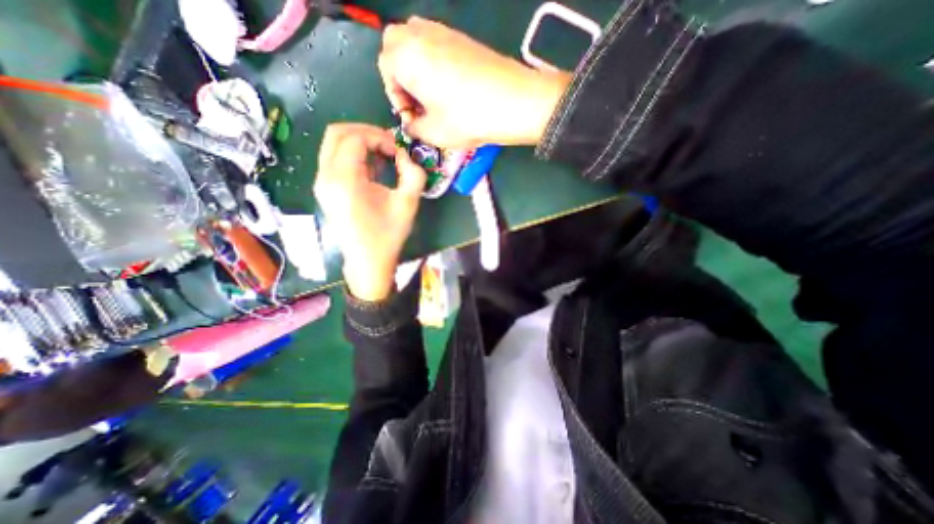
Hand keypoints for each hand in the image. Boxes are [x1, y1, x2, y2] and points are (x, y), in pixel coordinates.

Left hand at [316, 123, 427, 301]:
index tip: (398, 151)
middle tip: (389, 145)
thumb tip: (405, 156)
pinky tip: (373, 169)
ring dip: (359, 143)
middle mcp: (325, 177)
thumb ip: (413, 174)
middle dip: (366, 132)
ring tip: (383, 156)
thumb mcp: (408, 204)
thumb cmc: (388, 235)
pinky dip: (353, 155)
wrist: (368, 262)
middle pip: (337, 133)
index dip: (379, 137)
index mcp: (344, 180)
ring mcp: (321, 183)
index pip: (354, 138)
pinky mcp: (324, 189)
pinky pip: (334, 159)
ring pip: (333, 144)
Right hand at [378, 16, 569, 148]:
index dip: (395, 96)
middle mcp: (421, 35)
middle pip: (395, 46)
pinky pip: (435, 43)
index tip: (411, 116)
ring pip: (415, 41)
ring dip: (415, 66)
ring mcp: (444, 31)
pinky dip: (433, 61)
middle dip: (400, 74)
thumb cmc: (468, 118)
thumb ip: (414, 128)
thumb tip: (411, 124)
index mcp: (407, 56)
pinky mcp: (463, 37)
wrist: (514, 102)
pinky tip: (449, 86)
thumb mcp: (434, 133)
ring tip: (432, 95)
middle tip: (416, 101)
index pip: (385, 69)